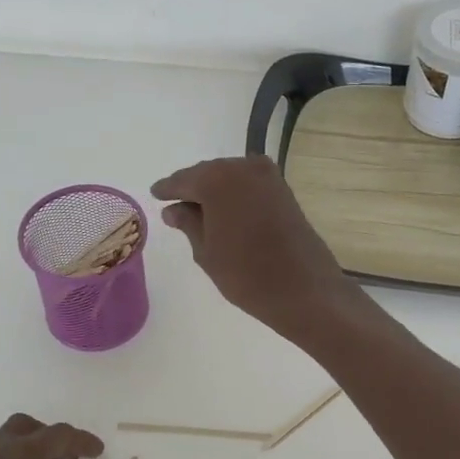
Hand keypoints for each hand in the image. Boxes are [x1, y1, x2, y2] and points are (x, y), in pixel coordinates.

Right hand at [150, 156, 359, 342]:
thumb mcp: (206, 252)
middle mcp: (243, 168)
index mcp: (217, 180)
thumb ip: (188, 223)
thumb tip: (174, 209)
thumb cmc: (247, 274)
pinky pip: (249, 185)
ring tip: (199, 212)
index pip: (183, 180)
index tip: (155, 194)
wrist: (304, 290)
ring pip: (230, 178)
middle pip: (208, 173)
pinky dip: (235, 195)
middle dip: (192, 188)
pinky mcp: (284, 190)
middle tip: (175, 205)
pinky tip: (225, 212)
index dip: (168, 189)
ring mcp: (268, 177)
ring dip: (215, 191)